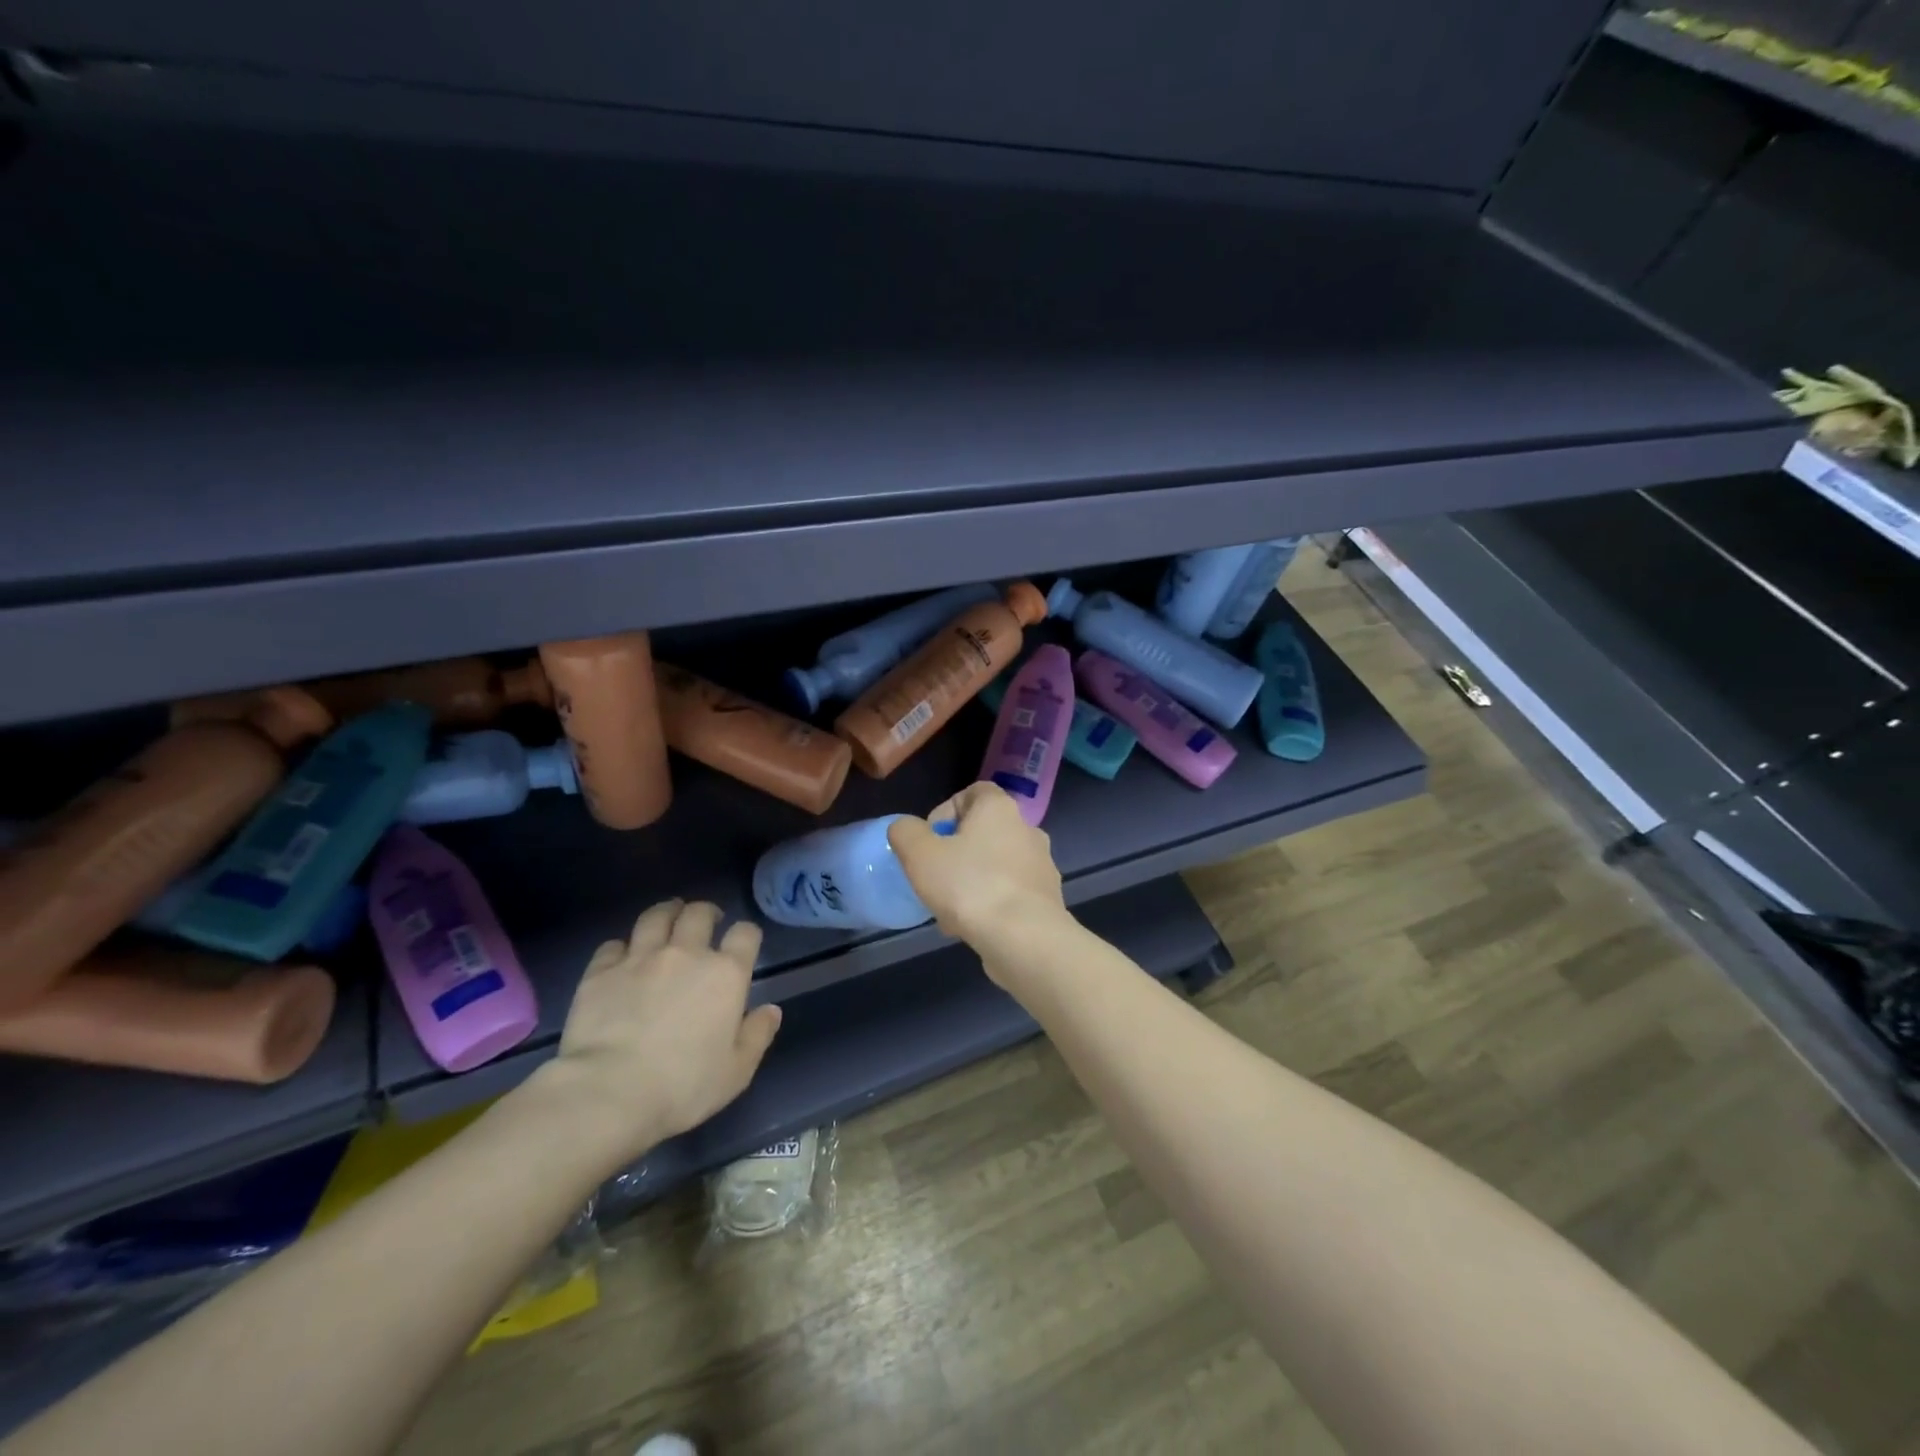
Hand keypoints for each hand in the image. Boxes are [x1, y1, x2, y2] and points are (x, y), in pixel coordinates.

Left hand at [535, 899, 781, 1169]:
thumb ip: (758, 1035)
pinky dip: (621, 947)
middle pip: (698, 913)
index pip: (745, 934)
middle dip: (705, 912)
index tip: (743, 942)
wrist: (609, 1092)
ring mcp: (640, 958)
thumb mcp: (737, 1071)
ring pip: (655, 917)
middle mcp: (686, 954)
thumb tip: (771, 1010)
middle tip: (705, 920)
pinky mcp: (601, 972)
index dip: (746, 934)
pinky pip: (613, 945)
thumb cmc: (683, 1086)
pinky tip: (622, 956)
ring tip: (667, 918)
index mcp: (725, 974)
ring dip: (666, 913)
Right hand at [888, 783, 1068, 968]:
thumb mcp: (920, 855)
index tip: (930, 840)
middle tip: (936, 877)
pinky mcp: (1047, 897)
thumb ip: (906, 832)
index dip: (946, 811)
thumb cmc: (969, 886)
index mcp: (999, 808)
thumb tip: (906, 828)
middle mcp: (1027, 829)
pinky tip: (972, 926)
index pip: (973, 792)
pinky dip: (991, 902)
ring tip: (949, 910)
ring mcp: (1042, 864)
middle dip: (957, 852)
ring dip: (972, 880)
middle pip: (984, 831)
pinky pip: (1011, 891)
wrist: (1024, 938)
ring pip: (997, 864)